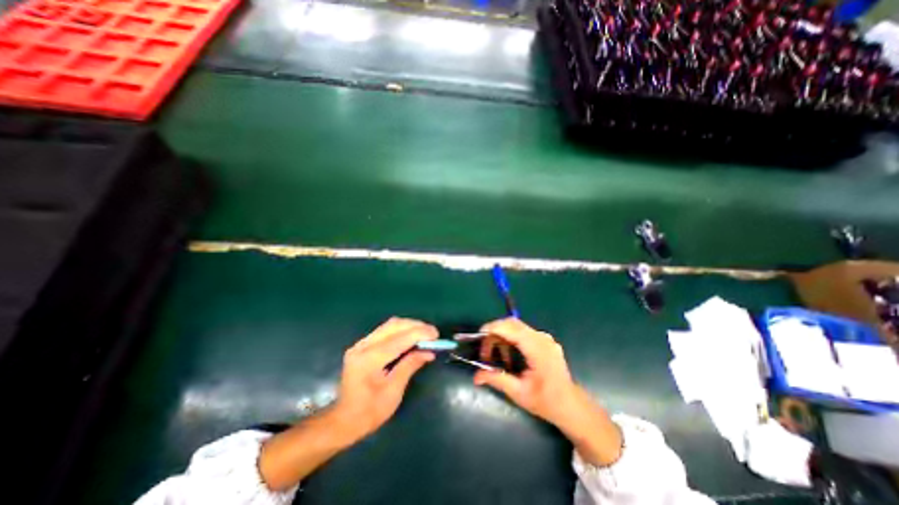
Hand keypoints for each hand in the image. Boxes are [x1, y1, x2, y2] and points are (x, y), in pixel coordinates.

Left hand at [259, 319, 436, 491]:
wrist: (343, 420)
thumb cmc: (369, 412)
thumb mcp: (393, 392)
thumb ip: (410, 366)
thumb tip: (428, 352)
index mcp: (369, 359)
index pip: (399, 339)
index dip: (420, 334)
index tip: (436, 334)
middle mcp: (363, 346)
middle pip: (393, 325)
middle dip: (415, 326)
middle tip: (432, 332)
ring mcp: (361, 344)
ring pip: (389, 325)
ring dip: (409, 326)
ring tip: (424, 333)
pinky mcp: (362, 345)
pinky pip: (385, 331)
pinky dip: (401, 330)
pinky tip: (410, 336)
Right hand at [471, 320, 626, 465]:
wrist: (571, 406)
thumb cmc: (546, 402)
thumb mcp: (519, 393)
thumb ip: (497, 380)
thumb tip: (476, 376)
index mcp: (538, 349)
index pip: (512, 328)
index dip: (494, 328)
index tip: (479, 334)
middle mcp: (542, 338)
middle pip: (513, 323)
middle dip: (495, 332)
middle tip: (484, 349)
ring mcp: (545, 338)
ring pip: (517, 326)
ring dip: (502, 335)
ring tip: (495, 355)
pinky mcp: (544, 341)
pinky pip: (523, 332)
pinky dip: (511, 338)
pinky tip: (508, 355)